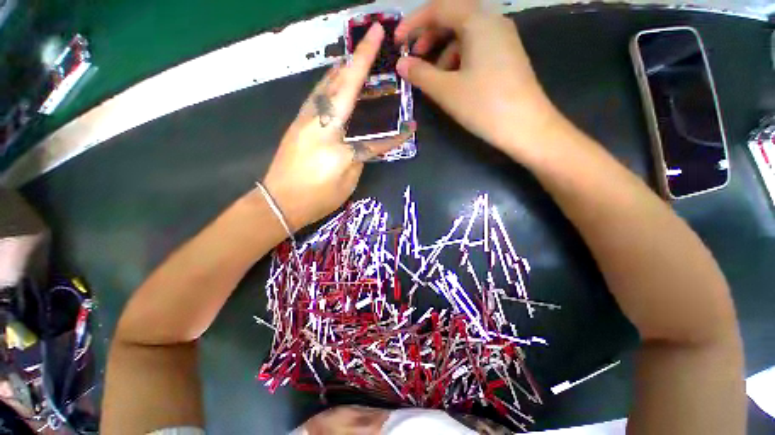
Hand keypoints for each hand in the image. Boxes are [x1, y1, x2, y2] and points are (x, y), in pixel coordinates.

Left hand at [262, 23, 414, 230]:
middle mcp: (317, 121)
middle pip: (340, 84)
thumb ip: (359, 157)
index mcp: (334, 138)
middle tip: (371, 40)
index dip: (380, 100)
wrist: (279, 203)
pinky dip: (329, 84)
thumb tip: (361, 143)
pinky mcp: (297, 124)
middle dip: (357, 58)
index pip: (362, 110)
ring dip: (343, 68)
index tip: (391, 74)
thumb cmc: (317, 197)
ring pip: (325, 85)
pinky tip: (335, 82)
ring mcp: (304, 120)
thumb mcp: (347, 181)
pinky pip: (317, 96)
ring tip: (356, 58)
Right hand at [395, 0, 562, 156]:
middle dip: (428, 36)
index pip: (439, 9)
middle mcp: (492, 22)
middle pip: (453, 18)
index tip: (397, 42)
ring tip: (432, 77)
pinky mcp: (506, 56)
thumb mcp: (446, 90)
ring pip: (464, 36)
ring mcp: (502, 39)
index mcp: (478, 22)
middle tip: (413, 59)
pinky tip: (452, 81)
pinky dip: (458, 60)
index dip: (413, 23)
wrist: (526, 127)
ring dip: (442, 52)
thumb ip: (420, 74)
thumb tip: (400, 65)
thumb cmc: (484, 106)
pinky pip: (475, 49)